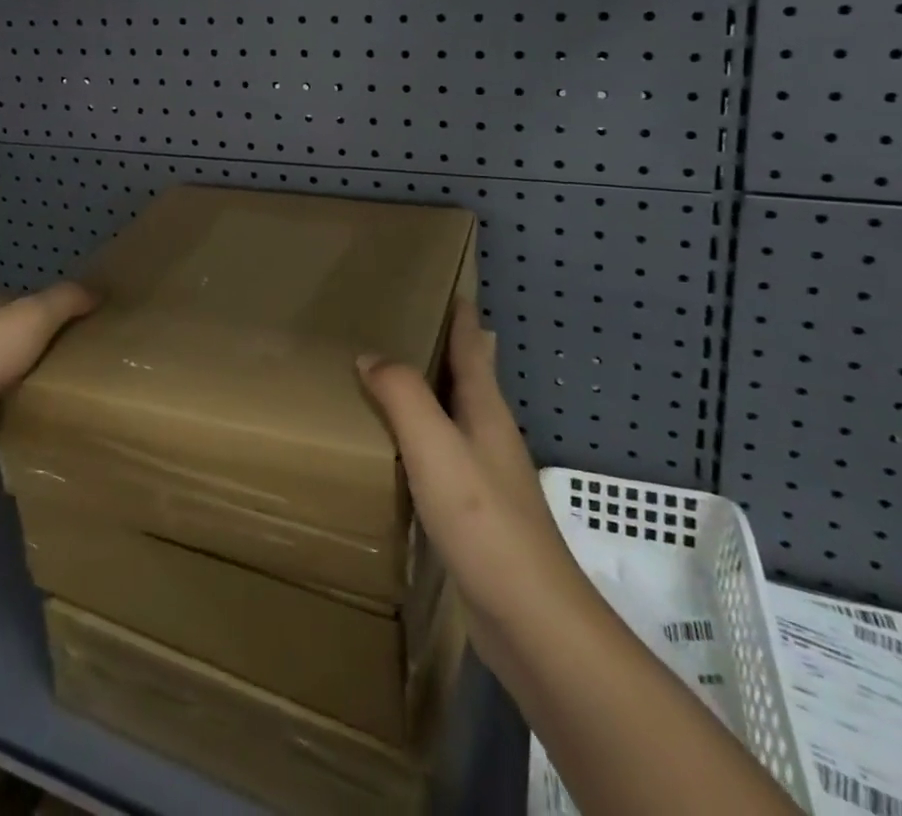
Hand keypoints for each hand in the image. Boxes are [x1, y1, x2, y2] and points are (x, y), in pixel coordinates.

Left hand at [0, 283, 96, 470]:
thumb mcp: (32, 314)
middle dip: (55, 350)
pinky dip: (28, 415)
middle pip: (27, 341)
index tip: (96, 325)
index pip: (32, 304)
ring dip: (43, 385)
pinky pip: (11, 411)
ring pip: (20, 377)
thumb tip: (100, 291)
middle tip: (98, 361)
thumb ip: (67, 300)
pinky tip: (57, 419)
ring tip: (87, 393)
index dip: (62, 311)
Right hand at [357, 301, 583, 654]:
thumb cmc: (483, 521)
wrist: (531, 619)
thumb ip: (402, 395)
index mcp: (486, 410)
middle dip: (447, 346)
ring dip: (433, 391)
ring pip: (456, 415)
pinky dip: (424, 435)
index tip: (450, 282)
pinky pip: (445, 453)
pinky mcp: (477, 512)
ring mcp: (488, 475)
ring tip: (396, 375)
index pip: (473, 347)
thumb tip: (370, 356)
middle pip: (470, 377)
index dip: (462, 314)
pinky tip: (404, 448)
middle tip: (409, 320)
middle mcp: (490, 434)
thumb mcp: (435, 446)